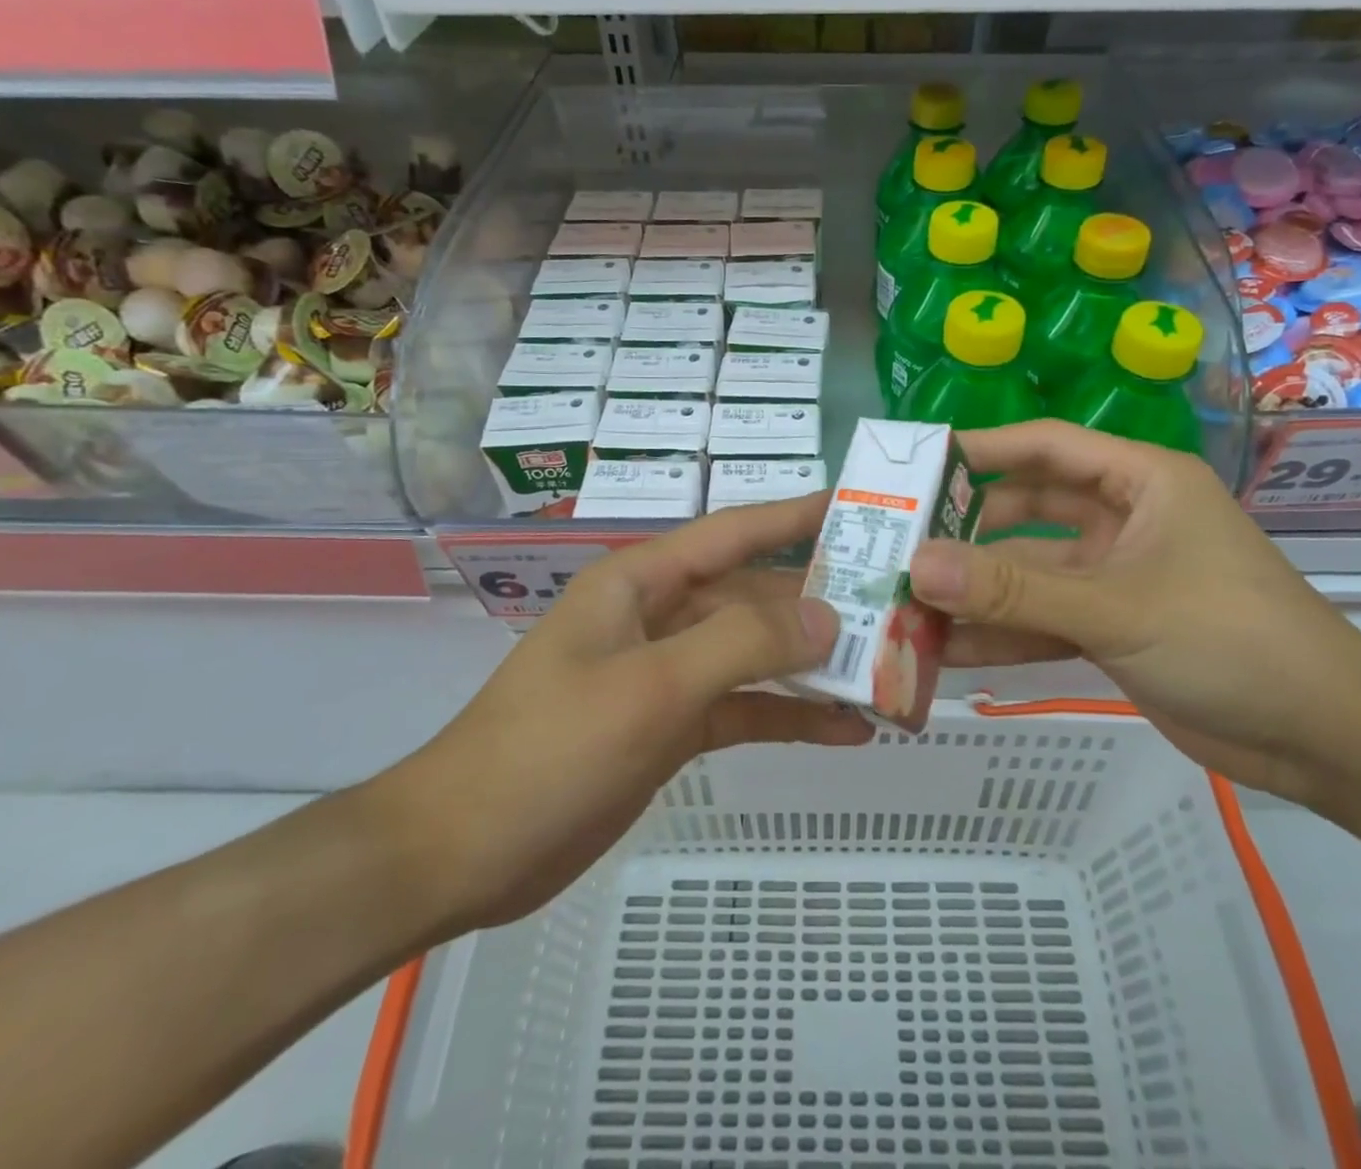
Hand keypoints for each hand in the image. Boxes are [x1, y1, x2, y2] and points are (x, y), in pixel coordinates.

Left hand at [371, 494, 870, 930]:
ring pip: (755, 654)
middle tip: (897, 608)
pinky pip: (744, 707)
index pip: (734, 532)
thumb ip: (743, 643)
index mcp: (644, 583)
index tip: (859, 508)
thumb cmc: (550, 749)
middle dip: (821, 603)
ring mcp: (668, 673)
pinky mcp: (672, 725)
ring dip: (814, 664)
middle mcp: (660, 616)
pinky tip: (846, 730)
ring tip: (888, 672)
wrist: (464, 853)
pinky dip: (791, 715)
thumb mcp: (652, 687)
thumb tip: (829, 616)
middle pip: (754, 596)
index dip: (796, 516)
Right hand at [906, 421, 1360, 802]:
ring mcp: (1114, 577)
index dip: (981, 450)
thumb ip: (1013, 590)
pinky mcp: (1111, 628)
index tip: (915, 465)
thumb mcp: (1115, 607)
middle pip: (1027, 511)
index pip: (1046, 447)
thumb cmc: (1230, 639)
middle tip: (897, 545)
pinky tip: (946, 651)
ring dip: (977, 590)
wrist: (1323, 740)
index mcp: (1140, 481)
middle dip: (966, 532)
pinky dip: (1001, 634)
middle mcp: (1123, 520)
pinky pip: (1043, 620)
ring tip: (907, 604)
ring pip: (1029, 573)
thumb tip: (918, 565)